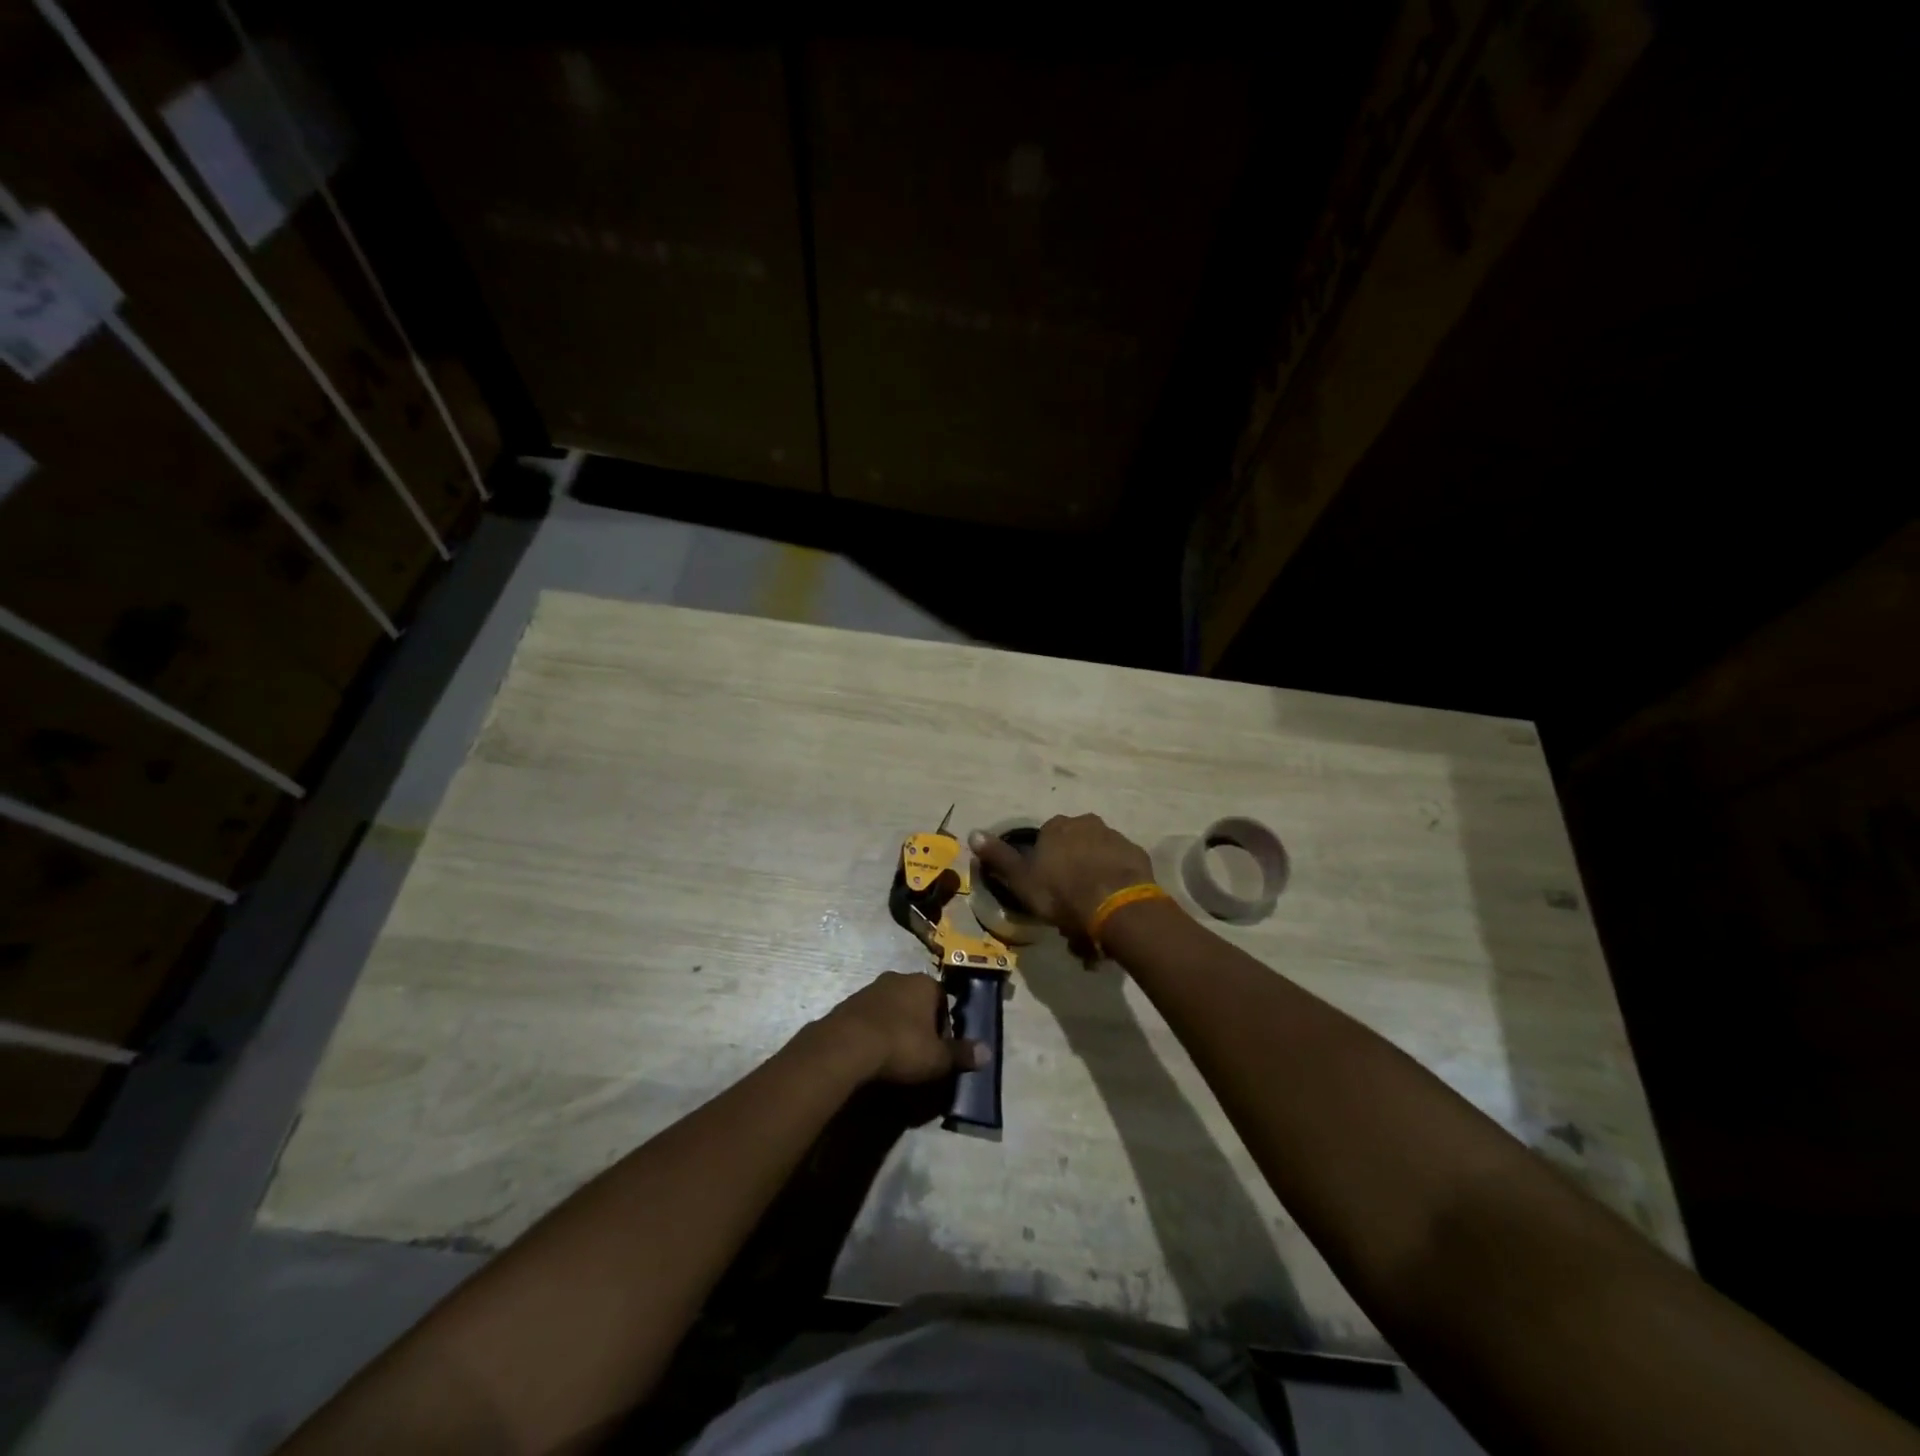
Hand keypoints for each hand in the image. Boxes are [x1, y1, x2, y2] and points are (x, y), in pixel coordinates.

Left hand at [815, 971, 989, 1084]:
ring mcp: (871, 988)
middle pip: (917, 1000)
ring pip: (893, 1006)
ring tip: (894, 1056)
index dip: (944, 1025)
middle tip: (918, 1053)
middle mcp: (899, 978)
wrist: (847, 1046)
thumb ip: (962, 1054)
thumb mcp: (938, 1057)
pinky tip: (872, 1053)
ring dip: (896, 1025)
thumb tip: (987, 1052)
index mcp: (924, 984)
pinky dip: (875, 1030)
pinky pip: (870, 1016)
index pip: (943, 999)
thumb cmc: (901, 1046)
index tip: (939, 1049)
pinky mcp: (849, 1002)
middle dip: (920, 1023)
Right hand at [969, 813, 1155, 939]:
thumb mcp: (1022, 879)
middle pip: (1074, 842)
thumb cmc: (1061, 892)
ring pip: (1098, 853)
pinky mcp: (1137, 854)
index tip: (1045, 884)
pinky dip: (1115, 878)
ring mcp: (1115, 836)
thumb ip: (998, 857)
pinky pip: (1121, 865)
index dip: (1044, 860)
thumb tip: (972, 833)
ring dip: (1094, 871)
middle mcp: (1086, 823)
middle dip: (1071, 864)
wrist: (1115, 905)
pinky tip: (1112, 902)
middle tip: (1069, 898)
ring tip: (1092, 906)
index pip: (1045, 836)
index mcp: (1056, 826)